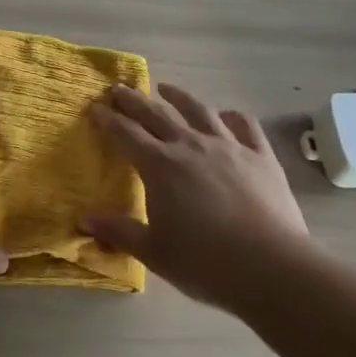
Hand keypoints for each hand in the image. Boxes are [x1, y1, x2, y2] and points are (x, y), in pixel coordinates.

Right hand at [82, 83, 310, 308]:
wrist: (271, 268)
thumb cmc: (205, 263)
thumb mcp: (154, 253)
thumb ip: (119, 232)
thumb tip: (84, 221)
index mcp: (159, 165)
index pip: (125, 133)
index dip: (107, 119)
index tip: (94, 108)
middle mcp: (190, 145)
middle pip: (156, 114)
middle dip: (134, 100)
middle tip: (119, 89)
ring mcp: (228, 146)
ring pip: (198, 110)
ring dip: (179, 96)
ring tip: (166, 88)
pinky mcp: (260, 156)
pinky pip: (245, 125)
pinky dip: (233, 116)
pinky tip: (227, 115)